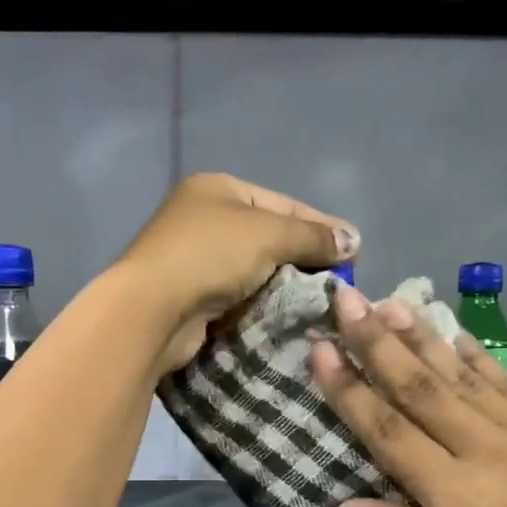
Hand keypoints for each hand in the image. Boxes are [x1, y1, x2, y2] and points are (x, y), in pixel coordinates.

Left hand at [116, 172, 358, 371]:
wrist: (152, 310)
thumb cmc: (210, 256)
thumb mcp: (269, 234)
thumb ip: (313, 236)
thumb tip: (354, 239)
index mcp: (218, 189)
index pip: (283, 202)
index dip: (320, 225)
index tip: (354, 250)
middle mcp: (203, 218)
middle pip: (268, 236)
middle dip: (303, 259)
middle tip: (338, 283)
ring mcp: (193, 259)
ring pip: (254, 270)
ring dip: (283, 286)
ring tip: (318, 304)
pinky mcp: (191, 297)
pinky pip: (238, 297)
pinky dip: (261, 305)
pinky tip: (286, 317)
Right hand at [310, 285, 506, 506]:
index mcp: (452, 491)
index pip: (387, 430)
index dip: (348, 389)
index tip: (319, 350)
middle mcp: (481, 447)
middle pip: (418, 387)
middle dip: (375, 342)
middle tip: (345, 300)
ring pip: (458, 373)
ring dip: (419, 335)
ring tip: (388, 301)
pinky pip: (504, 378)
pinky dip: (475, 353)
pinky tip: (453, 330)